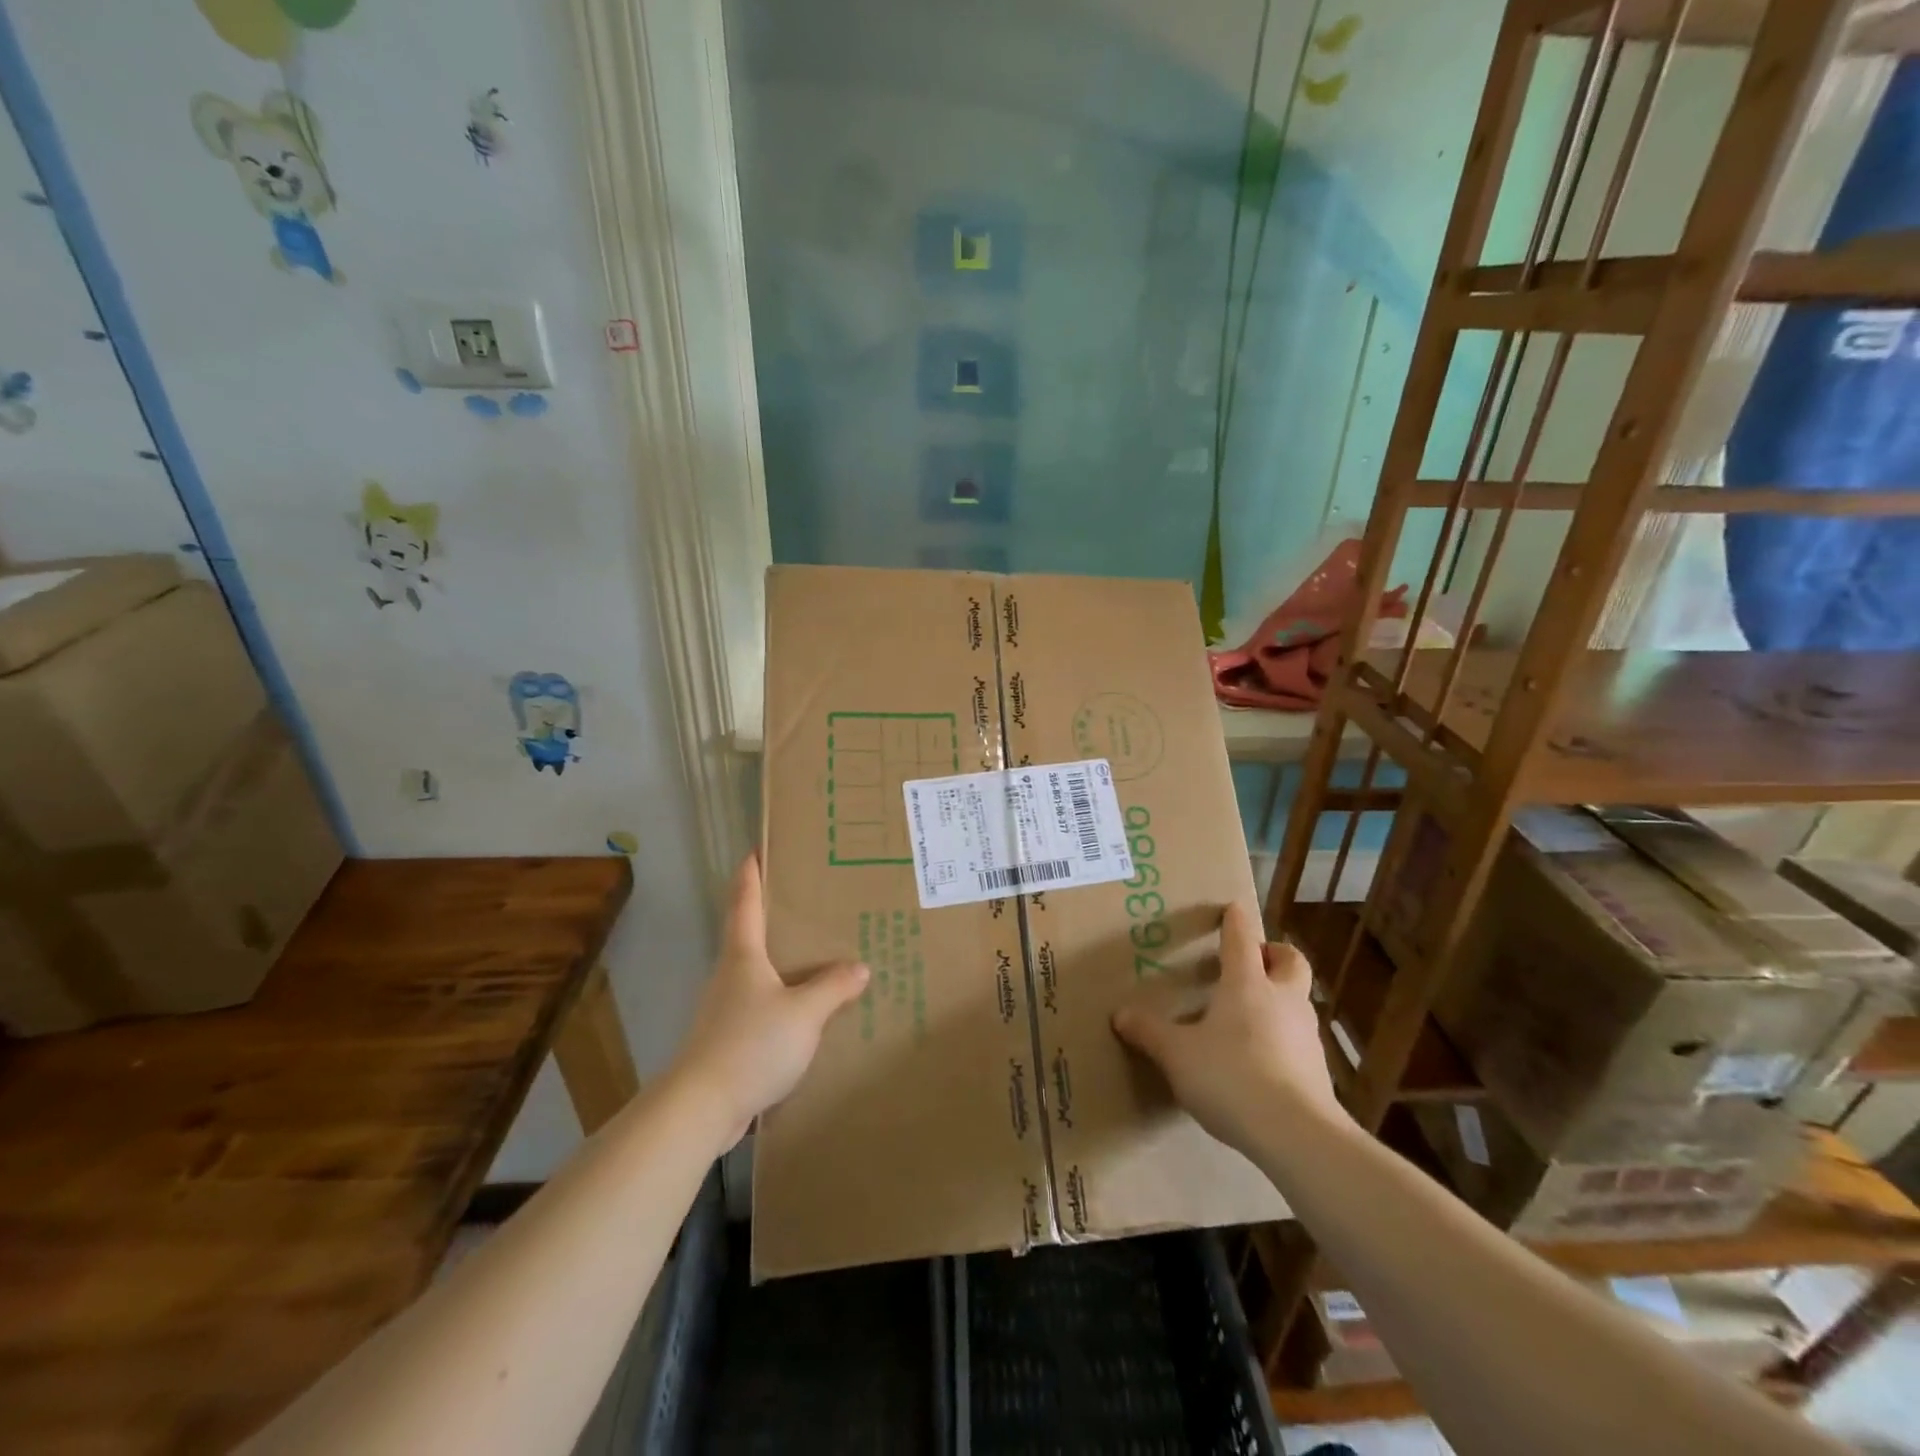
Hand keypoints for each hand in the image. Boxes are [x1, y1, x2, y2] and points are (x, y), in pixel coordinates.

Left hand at [670, 855, 867, 1146]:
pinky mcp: (728, 1039)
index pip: (745, 902)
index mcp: (742, 955)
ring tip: (818, 957)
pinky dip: (783, 1000)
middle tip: (809, 902)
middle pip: (750, 934)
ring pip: (758, 973)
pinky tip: (807, 1013)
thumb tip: (859, 967)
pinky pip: (762, 1007)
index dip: (750, 873)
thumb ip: (833, 988)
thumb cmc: (751, 1044)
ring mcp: (725, 1008)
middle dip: (774, 916)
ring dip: (782, 962)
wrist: (701, 1108)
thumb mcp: (804, 1012)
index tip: (757, 849)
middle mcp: (730, 974)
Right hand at [1111, 902, 1343, 1155]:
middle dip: (1274, 953)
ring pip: (1297, 999)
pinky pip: (1298, 1037)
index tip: (1232, 908)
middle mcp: (1281, 999)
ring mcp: (1305, 1033)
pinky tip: (1260, 1058)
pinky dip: (1282, 1035)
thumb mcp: (1177, 1054)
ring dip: (1279, 996)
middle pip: (1290, 960)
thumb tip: (1120, 1014)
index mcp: (1246, 984)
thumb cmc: (1230, 1076)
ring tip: (1249, 1013)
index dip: (1236, 921)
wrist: (1295, 1134)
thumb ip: (1149, 1032)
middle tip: (1252, 960)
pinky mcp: (1317, 1068)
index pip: (1242, 939)